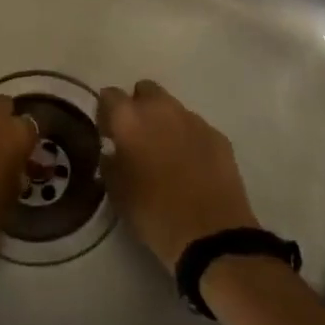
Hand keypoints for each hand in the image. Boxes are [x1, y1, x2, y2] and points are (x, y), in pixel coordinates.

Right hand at [98, 80, 257, 270]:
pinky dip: (189, 139)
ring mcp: (194, 120)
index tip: (108, 134)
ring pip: (172, 108)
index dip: (106, 113)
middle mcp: (161, 109)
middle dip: (138, 108)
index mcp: (130, 118)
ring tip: (165, 154)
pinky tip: (190, 166)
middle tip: (137, 138)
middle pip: (145, 91)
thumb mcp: (116, 190)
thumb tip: (113, 150)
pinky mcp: (218, 136)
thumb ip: (110, 161)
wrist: (210, 234)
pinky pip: (196, 128)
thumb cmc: (153, 213)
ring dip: (165, 123)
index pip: (109, 95)